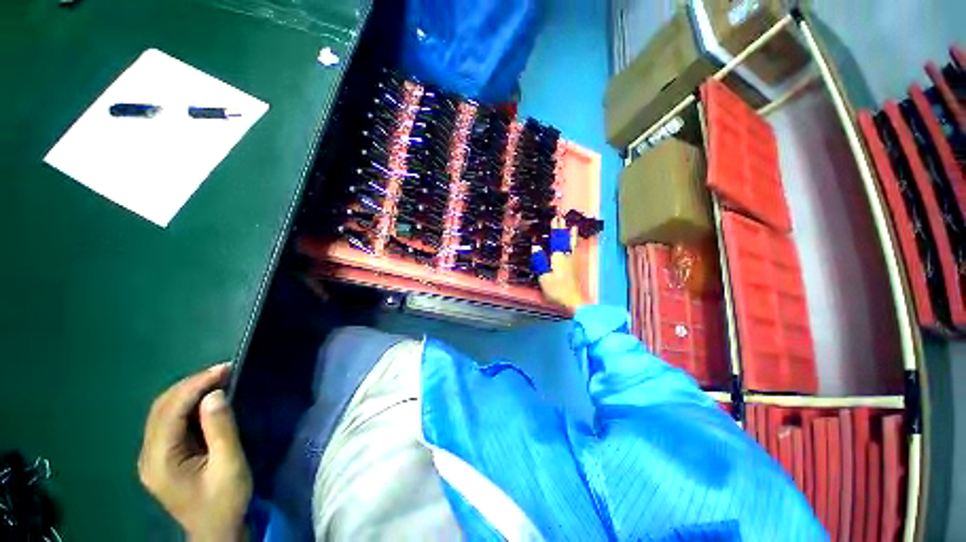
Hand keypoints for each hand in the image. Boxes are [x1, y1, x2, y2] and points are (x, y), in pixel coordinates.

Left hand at [139, 363, 251, 541]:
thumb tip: (215, 394)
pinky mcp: (162, 456)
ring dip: (189, 392)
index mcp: (160, 460)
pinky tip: (207, 400)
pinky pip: (170, 421)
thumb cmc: (225, 502)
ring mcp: (153, 456)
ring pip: (163, 412)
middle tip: (224, 371)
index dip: (196, 385)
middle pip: (162, 408)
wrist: (216, 531)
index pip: (171, 411)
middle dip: (191, 384)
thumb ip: (221, 430)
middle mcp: (148, 455)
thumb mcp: (229, 466)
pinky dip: (188, 404)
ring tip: (219, 380)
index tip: (225, 369)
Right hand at [534, 218, 585, 310]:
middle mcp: (567, 256)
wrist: (573, 300)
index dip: (555, 229)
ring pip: (572, 244)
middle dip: (563, 228)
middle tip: (562, 217)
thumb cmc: (556, 289)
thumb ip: (540, 260)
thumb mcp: (544, 276)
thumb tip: (536, 246)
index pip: (556, 240)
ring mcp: (573, 261)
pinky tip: (574, 243)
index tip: (555, 218)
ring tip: (573, 226)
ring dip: (571, 234)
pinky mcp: (575, 266)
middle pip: (565, 239)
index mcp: (558, 257)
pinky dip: (574, 243)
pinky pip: (575, 250)